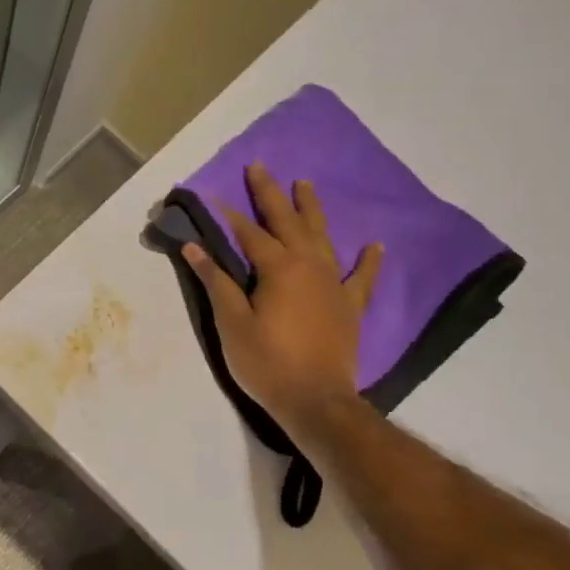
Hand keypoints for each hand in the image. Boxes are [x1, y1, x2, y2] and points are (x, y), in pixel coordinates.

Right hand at [179, 162, 382, 447]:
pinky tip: (374, 245)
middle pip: (287, 222)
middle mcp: (309, 265)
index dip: (229, 215)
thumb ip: (216, 281)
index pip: (249, 233)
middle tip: (260, 167)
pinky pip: (362, 277)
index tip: (214, 197)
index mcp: (278, 268)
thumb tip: (194, 246)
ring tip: (305, 185)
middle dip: (271, 194)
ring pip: (322, 237)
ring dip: (311, 210)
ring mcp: (334, 284)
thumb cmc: (267, 362)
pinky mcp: (350, 305)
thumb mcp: (231, 323)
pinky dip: (368, 260)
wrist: (316, 401)